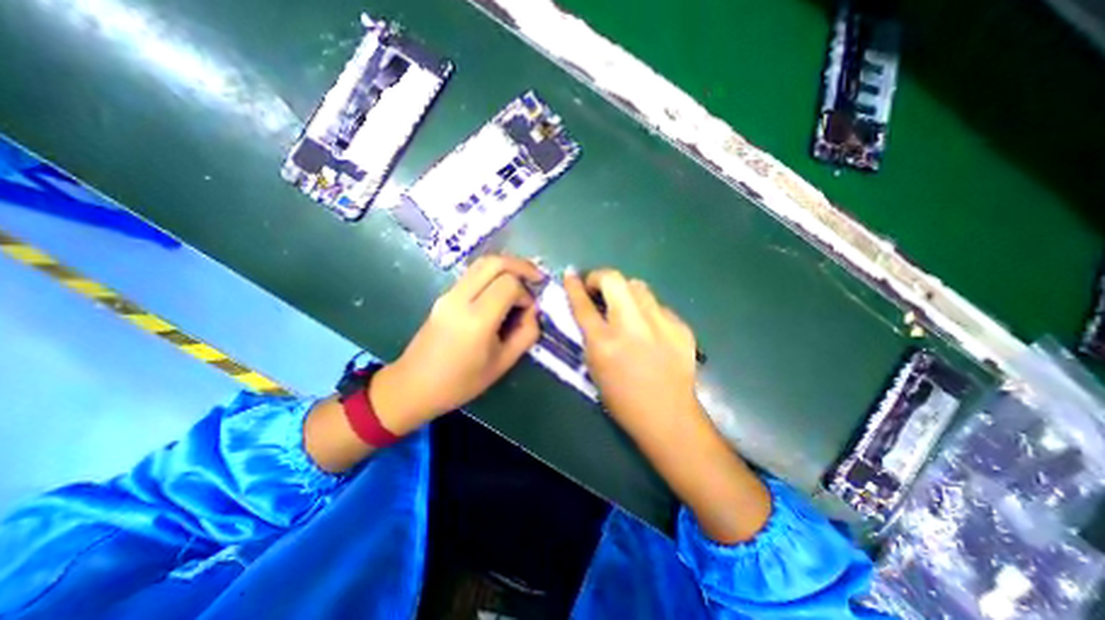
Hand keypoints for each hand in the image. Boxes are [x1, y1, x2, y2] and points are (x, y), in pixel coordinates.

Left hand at [371, 255, 541, 431]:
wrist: (414, 385)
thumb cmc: (461, 382)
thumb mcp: (503, 363)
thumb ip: (526, 334)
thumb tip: (532, 310)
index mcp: (477, 320)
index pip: (509, 284)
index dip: (526, 293)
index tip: (529, 310)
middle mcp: (460, 299)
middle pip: (495, 262)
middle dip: (521, 266)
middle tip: (537, 278)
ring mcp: (449, 294)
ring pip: (482, 263)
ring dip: (507, 266)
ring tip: (524, 280)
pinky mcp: (444, 294)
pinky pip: (473, 273)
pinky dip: (494, 273)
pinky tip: (503, 288)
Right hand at [564, 269, 691, 437]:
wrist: (668, 416)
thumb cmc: (623, 398)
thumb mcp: (595, 367)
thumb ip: (590, 334)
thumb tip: (590, 309)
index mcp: (604, 342)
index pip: (583, 303)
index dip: (574, 286)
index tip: (570, 274)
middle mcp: (632, 326)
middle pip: (613, 279)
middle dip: (600, 277)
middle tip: (598, 289)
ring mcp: (660, 323)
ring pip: (638, 286)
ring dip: (625, 291)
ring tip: (624, 307)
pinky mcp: (680, 327)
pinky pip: (657, 306)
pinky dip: (647, 311)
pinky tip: (650, 329)